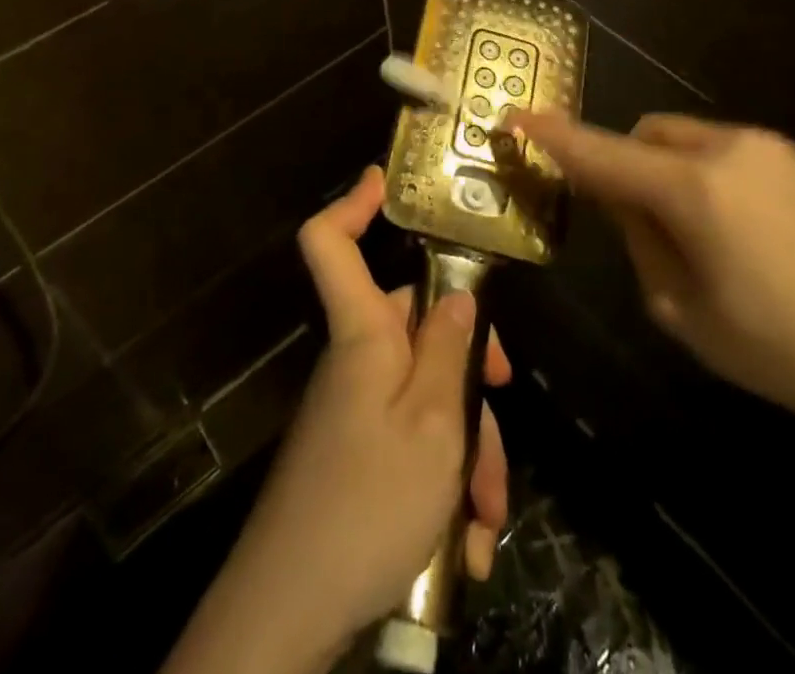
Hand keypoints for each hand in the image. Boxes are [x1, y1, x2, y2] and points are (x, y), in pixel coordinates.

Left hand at [185, 167, 509, 667]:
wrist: (290, 614)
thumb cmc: (366, 502)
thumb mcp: (432, 423)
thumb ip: (449, 350)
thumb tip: (458, 294)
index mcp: (362, 333)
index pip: (330, 241)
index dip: (353, 202)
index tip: (385, 180)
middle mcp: (357, 360)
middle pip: (418, 330)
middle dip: (470, 373)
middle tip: (504, 410)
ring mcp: (358, 410)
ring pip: (428, 396)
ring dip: (467, 451)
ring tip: (485, 519)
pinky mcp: (361, 456)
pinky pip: (414, 445)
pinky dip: (445, 485)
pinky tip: (465, 544)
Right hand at [513, 110, 794, 432]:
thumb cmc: (783, 349)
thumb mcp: (684, 310)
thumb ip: (638, 240)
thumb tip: (618, 198)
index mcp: (692, 192)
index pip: (600, 154)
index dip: (551, 136)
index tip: (513, 117)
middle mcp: (724, 150)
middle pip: (641, 136)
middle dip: (620, 164)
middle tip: (629, 222)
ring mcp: (762, 146)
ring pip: (678, 139)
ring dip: (660, 169)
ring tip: (690, 234)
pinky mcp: (789, 155)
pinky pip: (716, 149)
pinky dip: (696, 173)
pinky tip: (731, 231)